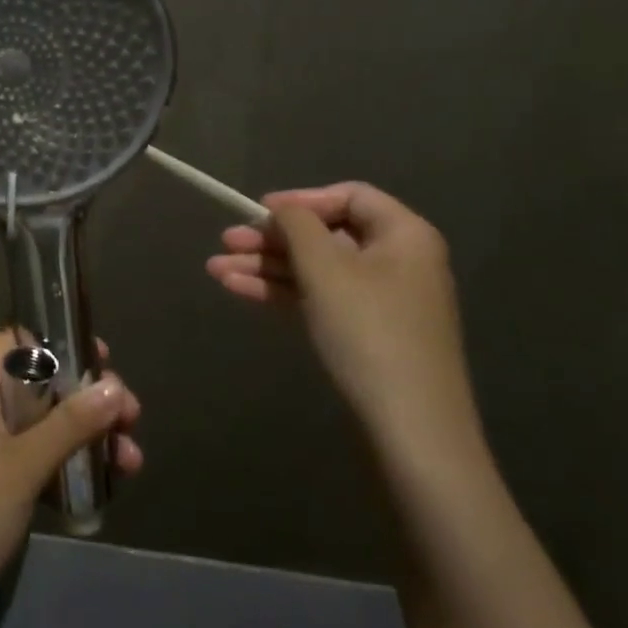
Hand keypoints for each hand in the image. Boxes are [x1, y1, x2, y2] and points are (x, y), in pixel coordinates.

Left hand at [0, 330, 141, 627]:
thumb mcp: (20, 468)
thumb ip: (69, 425)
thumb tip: (115, 386)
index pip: (18, 337)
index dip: (59, 338)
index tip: (102, 359)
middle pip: (42, 382)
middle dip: (88, 396)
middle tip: (131, 418)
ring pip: (46, 424)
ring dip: (88, 436)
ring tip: (132, 462)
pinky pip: (39, 460)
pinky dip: (70, 467)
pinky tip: (106, 488)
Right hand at [206, 182, 479, 460]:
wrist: (412, 431)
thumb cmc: (369, 332)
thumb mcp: (325, 268)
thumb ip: (297, 226)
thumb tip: (282, 209)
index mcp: (404, 235)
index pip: (348, 196)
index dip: (301, 199)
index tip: (259, 211)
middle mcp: (397, 261)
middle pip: (325, 235)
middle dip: (271, 239)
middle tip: (225, 241)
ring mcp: (382, 300)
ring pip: (316, 270)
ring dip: (266, 267)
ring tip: (215, 269)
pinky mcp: (366, 333)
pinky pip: (319, 298)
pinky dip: (281, 292)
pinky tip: (238, 290)